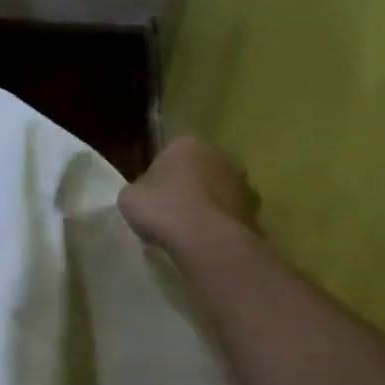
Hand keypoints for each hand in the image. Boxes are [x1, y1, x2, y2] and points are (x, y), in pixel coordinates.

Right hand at [118, 136, 259, 251]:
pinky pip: (229, 213)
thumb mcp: (129, 197)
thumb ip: (138, 189)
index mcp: (185, 144)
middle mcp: (218, 154)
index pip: (167, 156)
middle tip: (169, 213)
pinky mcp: (255, 208)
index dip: (157, 178)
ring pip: (217, 191)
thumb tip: (146, 195)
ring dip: (206, 204)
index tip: (150, 199)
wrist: (206, 240)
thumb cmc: (162, 210)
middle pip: (197, 170)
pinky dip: (220, 223)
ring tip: (189, 231)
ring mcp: (241, 181)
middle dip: (186, 187)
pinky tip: (206, 240)